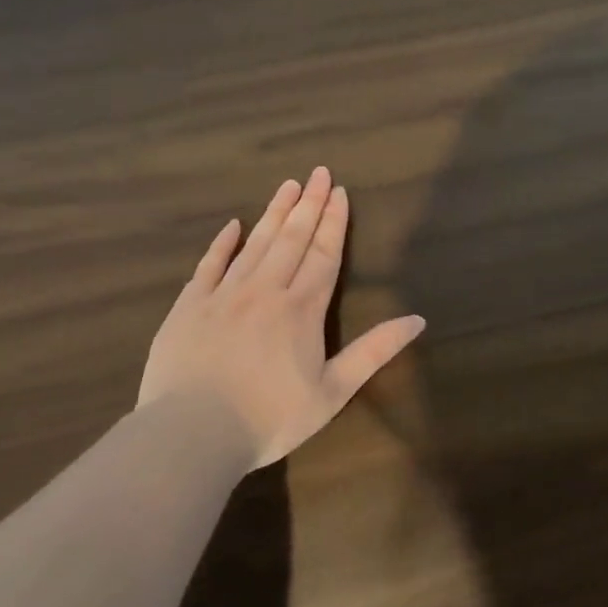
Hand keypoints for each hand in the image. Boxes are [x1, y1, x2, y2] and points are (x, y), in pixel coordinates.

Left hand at [140, 167, 425, 468]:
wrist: (192, 433)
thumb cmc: (270, 418)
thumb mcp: (333, 391)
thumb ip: (374, 351)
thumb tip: (417, 320)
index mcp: (302, 309)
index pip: (324, 254)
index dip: (334, 222)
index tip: (340, 192)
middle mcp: (266, 290)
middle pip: (292, 239)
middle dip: (309, 205)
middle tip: (318, 172)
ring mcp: (224, 294)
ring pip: (255, 243)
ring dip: (274, 213)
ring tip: (288, 185)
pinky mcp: (190, 306)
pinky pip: (209, 264)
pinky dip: (222, 243)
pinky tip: (232, 225)